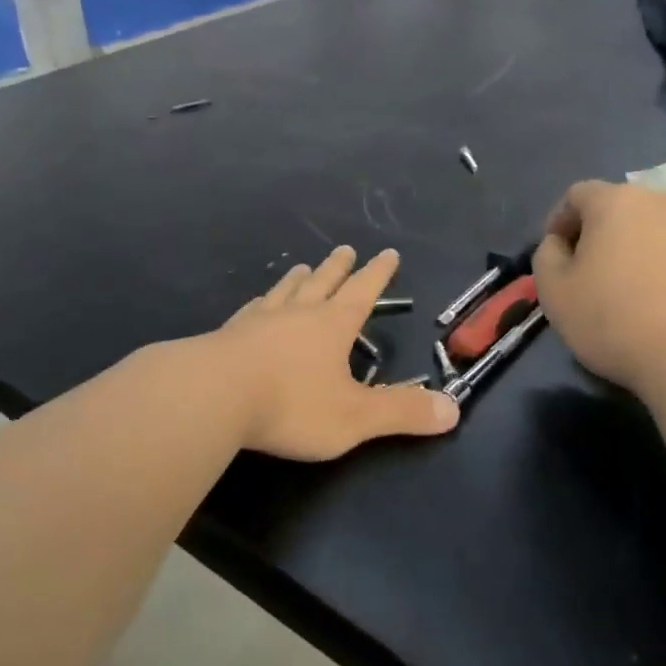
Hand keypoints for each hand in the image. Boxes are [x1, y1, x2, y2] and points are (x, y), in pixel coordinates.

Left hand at [209, 245, 458, 460]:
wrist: (212, 396)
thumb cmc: (291, 404)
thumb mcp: (355, 416)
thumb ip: (401, 413)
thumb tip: (453, 409)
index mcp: (332, 325)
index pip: (363, 292)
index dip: (378, 274)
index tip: (388, 253)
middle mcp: (297, 313)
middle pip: (322, 282)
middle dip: (337, 268)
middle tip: (344, 249)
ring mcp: (259, 320)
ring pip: (284, 291)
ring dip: (298, 279)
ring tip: (301, 268)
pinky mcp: (228, 334)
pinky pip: (251, 310)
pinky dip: (261, 303)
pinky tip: (256, 306)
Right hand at [533, 179, 665, 401]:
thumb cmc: (616, 320)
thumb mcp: (554, 292)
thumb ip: (546, 256)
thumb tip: (559, 244)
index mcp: (616, 202)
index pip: (577, 194)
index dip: (559, 221)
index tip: (556, 255)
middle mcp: (663, 203)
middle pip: (621, 209)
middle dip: (601, 235)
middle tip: (590, 274)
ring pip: (657, 232)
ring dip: (639, 252)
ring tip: (633, 294)